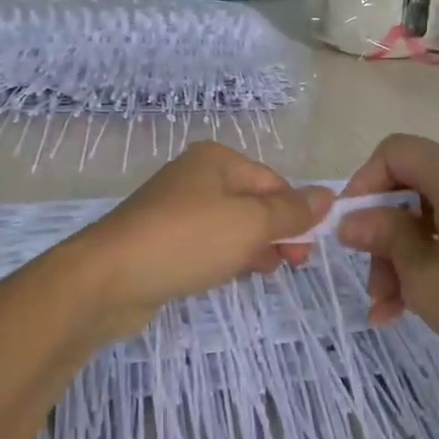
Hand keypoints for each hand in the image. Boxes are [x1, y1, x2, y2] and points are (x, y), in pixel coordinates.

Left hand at [66, 142, 330, 342]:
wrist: (109, 278)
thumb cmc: (188, 240)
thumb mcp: (250, 223)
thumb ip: (292, 211)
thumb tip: (329, 195)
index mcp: (216, 160)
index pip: (273, 182)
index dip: (295, 214)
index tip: (307, 250)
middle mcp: (195, 177)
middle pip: (252, 203)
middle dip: (276, 233)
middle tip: (291, 265)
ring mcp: (175, 209)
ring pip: (230, 227)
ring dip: (253, 248)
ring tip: (264, 272)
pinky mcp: (161, 241)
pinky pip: (206, 245)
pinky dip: (224, 257)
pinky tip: (231, 276)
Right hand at [336, 134, 438, 379]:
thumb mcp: (422, 274)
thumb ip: (382, 236)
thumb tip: (350, 221)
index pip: (396, 152)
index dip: (363, 183)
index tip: (350, 226)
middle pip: (412, 187)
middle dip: (384, 233)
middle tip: (372, 283)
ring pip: (430, 213)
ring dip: (404, 255)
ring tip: (388, 307)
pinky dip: (432, 255)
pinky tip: (411, 303)